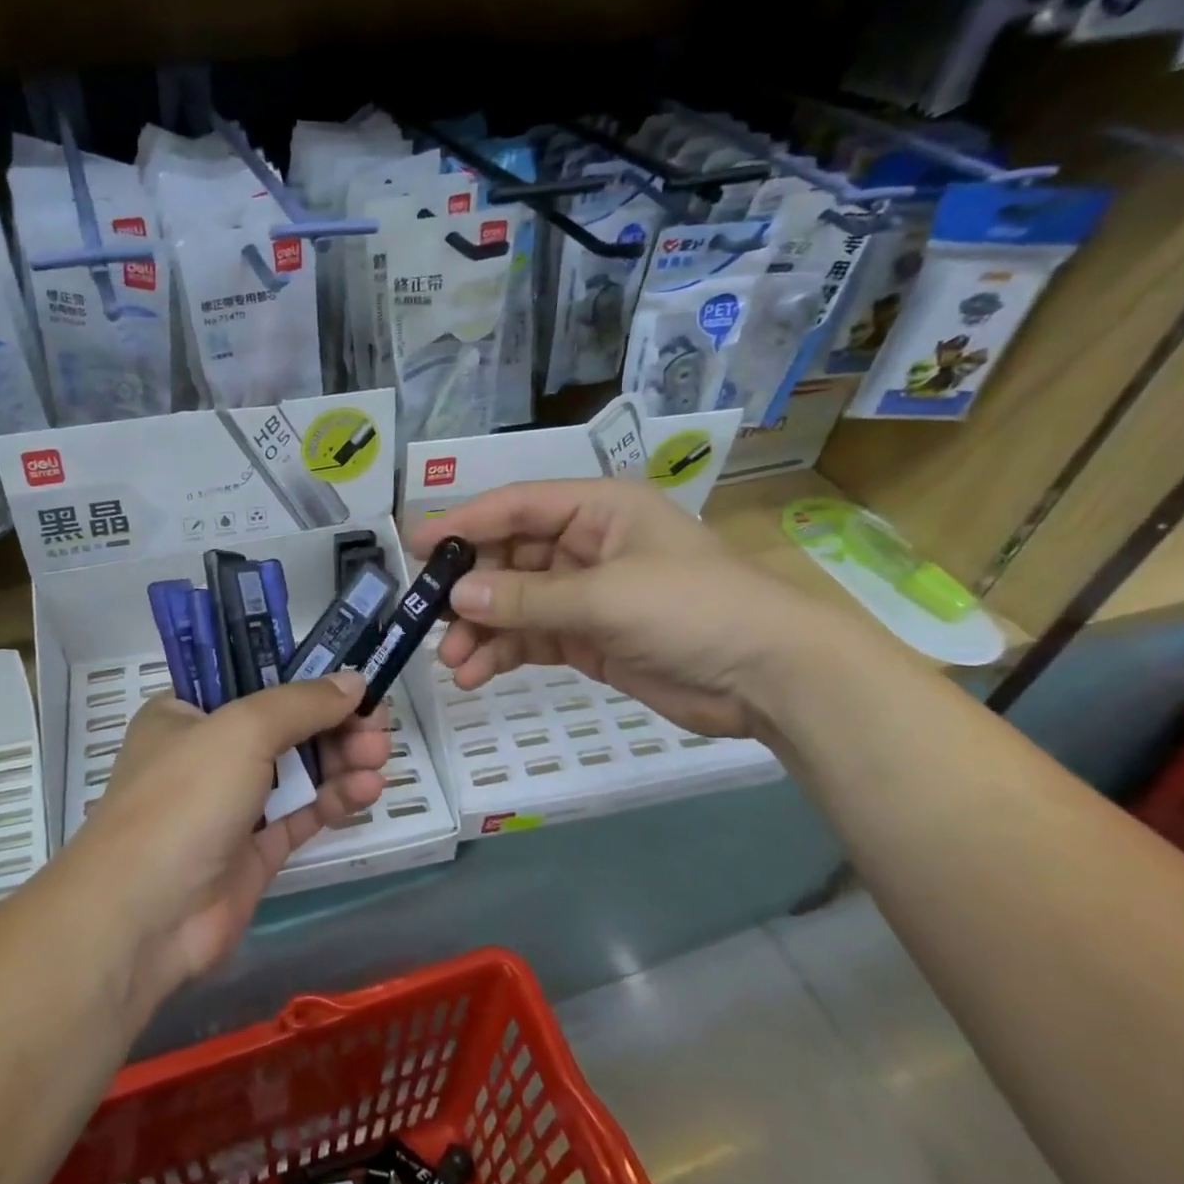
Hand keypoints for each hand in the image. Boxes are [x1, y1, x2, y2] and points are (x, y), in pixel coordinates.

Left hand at [74, 673, 390, 993]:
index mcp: (187, 713)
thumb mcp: (243, 730)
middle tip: (377, 726)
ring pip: (298, 770)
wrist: (145, 917)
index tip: (352, 683)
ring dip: (341, 760)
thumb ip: (303, 703)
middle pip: (285, 726)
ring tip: (378, 758)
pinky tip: (367, 790)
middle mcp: (208, 753)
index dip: (304, 679)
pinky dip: (334, 799)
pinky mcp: (254, 850)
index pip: (253, 681)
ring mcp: (231, 804)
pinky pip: (302, 813)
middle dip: (335, 723)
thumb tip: (355, 681)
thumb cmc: (185, 798)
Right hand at [409, 478, 838, 737]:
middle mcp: (586, 544)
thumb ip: (526, 598)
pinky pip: (531, 637)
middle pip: (509, 557)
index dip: (464, 524)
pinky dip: (502, 653)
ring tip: (451, 662)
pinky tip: (476, 674)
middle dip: (469, 590)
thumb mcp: (605, 597)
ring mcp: (585, 593)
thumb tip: (454, 598)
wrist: (768, 677)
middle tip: (428, 619)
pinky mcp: (588, 637)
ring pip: (514, 603)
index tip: (414, 547)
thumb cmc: (692, 610)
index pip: (516, 507)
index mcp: (597, 509)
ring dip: (480, 630)